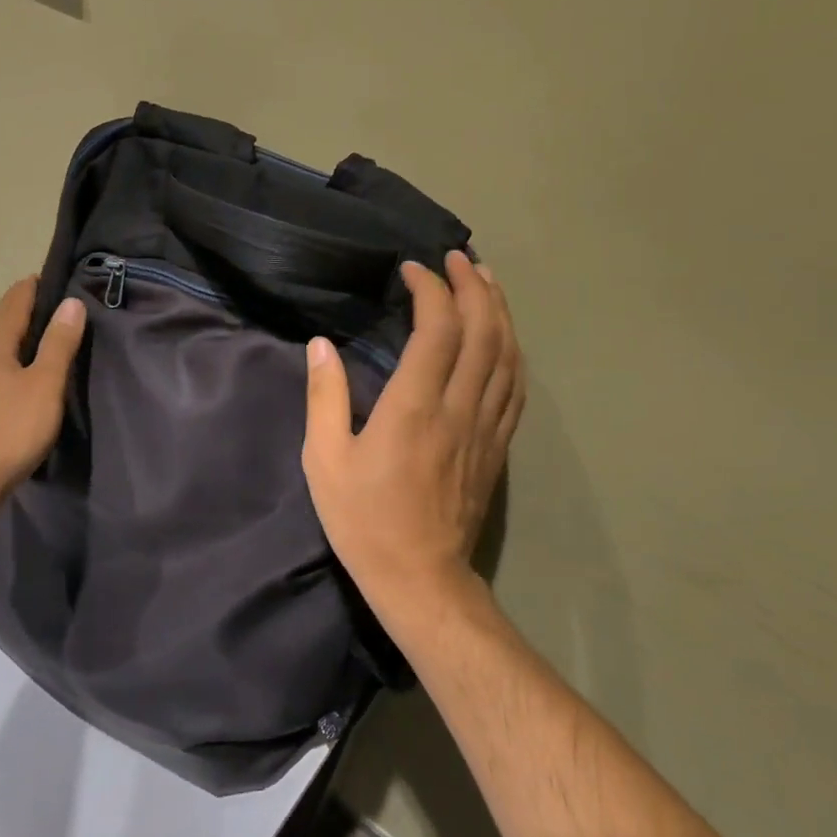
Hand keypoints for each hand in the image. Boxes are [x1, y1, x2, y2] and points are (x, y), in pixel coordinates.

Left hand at [0, 276, 86, 497]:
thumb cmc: (12, 429)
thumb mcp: (45, 384)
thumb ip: (58, 343)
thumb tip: (71, 302)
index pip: (13, 301)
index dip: (33, 286)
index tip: (56, 276)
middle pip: (1, 322)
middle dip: (27, 309)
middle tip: (59, 305)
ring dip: (19, 336)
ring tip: (47, 337)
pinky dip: (12, 360)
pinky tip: (25, 376)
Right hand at [302, 251, 524, 621]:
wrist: (420, 578)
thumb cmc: (364, 520)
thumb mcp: (324, 460)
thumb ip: (324, 397)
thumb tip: (320, 345)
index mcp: (414, 407)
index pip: (438, 330)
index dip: (431, 290)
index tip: (413, 269)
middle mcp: (459, 408)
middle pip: (483, 331)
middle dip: (474, 286)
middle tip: (458, 258)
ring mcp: (486, 427)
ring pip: (507, 354)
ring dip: (499, 310)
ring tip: (486, 279)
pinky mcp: (498, 445)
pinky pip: (516, 386)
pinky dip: (512, 350)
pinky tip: (505, 336)